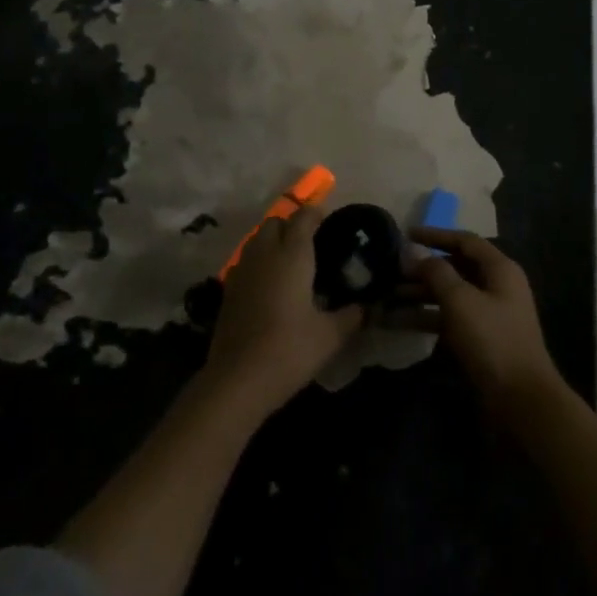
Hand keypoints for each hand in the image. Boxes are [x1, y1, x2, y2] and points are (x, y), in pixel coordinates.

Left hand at [205, 204, 363, 419]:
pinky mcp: (228, 291)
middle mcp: (264, 254)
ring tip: (293, 265)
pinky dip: (260, 264)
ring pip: (257, 240)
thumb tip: (368, 307)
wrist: (236, 381)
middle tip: (312, 245)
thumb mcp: (331, 336)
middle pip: (275, 223)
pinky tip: (272, 288)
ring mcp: (241, 272)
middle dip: (292, 226)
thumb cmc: (289, 351)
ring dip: (273, 243)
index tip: (330, 223)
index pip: (303, 217)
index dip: (317, 214)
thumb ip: (353, 316)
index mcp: (291, 255)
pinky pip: (246, 263)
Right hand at [408, 228, 567, 428]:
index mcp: (500, 269)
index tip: (406, 234)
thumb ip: (436, 272)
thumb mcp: (461, 301)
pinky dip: (425, 317)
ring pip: (449, 294)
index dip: (435, 235)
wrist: (520, 399)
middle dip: (423, 268)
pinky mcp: (479, 339)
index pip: (465, 241)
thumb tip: (415, 252)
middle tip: (391, 270)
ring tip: (387, 295)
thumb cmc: (492, 341)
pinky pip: (448, 318)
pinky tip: (397, 322)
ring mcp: (488, 314)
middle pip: (456, 267)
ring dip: (420, 293)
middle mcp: (496, 286)